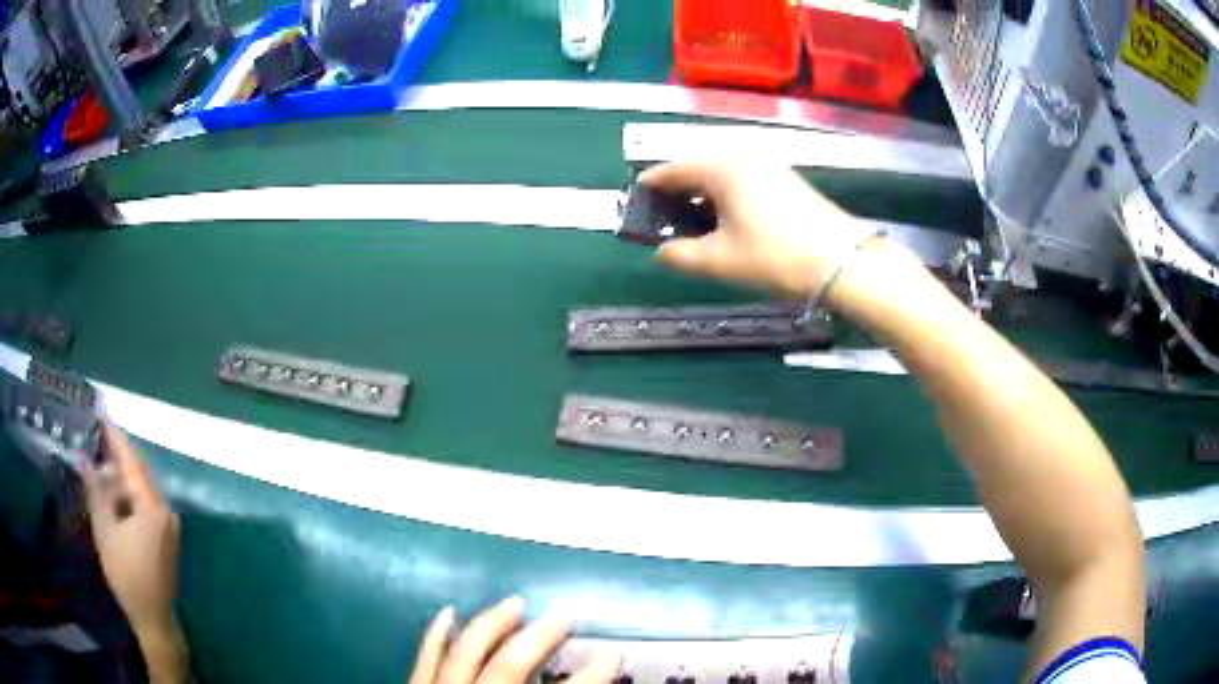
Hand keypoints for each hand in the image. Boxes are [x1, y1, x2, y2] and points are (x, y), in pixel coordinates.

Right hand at [83, 425, 180, 640]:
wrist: (154, 619)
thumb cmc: (127, 576)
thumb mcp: (105, 530)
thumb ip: (96, 491)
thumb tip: (85, 458)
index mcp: (153, 506)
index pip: (131, 461)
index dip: (115, 436)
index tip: (102, 413)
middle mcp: (165, 510)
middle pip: (138, 472)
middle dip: (117, 453)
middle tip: (96, 434)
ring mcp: (168, 524)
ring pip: (141, 488)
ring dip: (120, 475)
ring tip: (98, 461)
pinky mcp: (165, 536)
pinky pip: (145, 504)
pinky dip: (128, 493)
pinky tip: (111, 491)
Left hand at [409, 597, 621, 683]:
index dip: (591, 677)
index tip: (614, 655)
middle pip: (510, 666)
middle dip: (541, 638)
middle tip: (566, 615)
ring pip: (465, 652)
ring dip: (492, 625)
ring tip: (515, 603)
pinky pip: (425, 657)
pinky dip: (436, 635)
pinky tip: (448, 613)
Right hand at [640, 162, 868, 300]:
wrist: (842, 262)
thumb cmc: (775, 256)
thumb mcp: (721, 260)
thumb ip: (680, 255)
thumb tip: (661, 252)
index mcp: (722, 167)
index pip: (673, 169)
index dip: (651, 187)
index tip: (635, 203)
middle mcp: (744, 156)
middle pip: (698, 168)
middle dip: (678, 193)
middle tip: (663, 220)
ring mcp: (769, 165)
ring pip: (722, 175)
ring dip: (703, 196)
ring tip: (692, 225)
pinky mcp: (786, 180)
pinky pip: (743, 181)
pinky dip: (726, 197)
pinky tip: (726, 222)